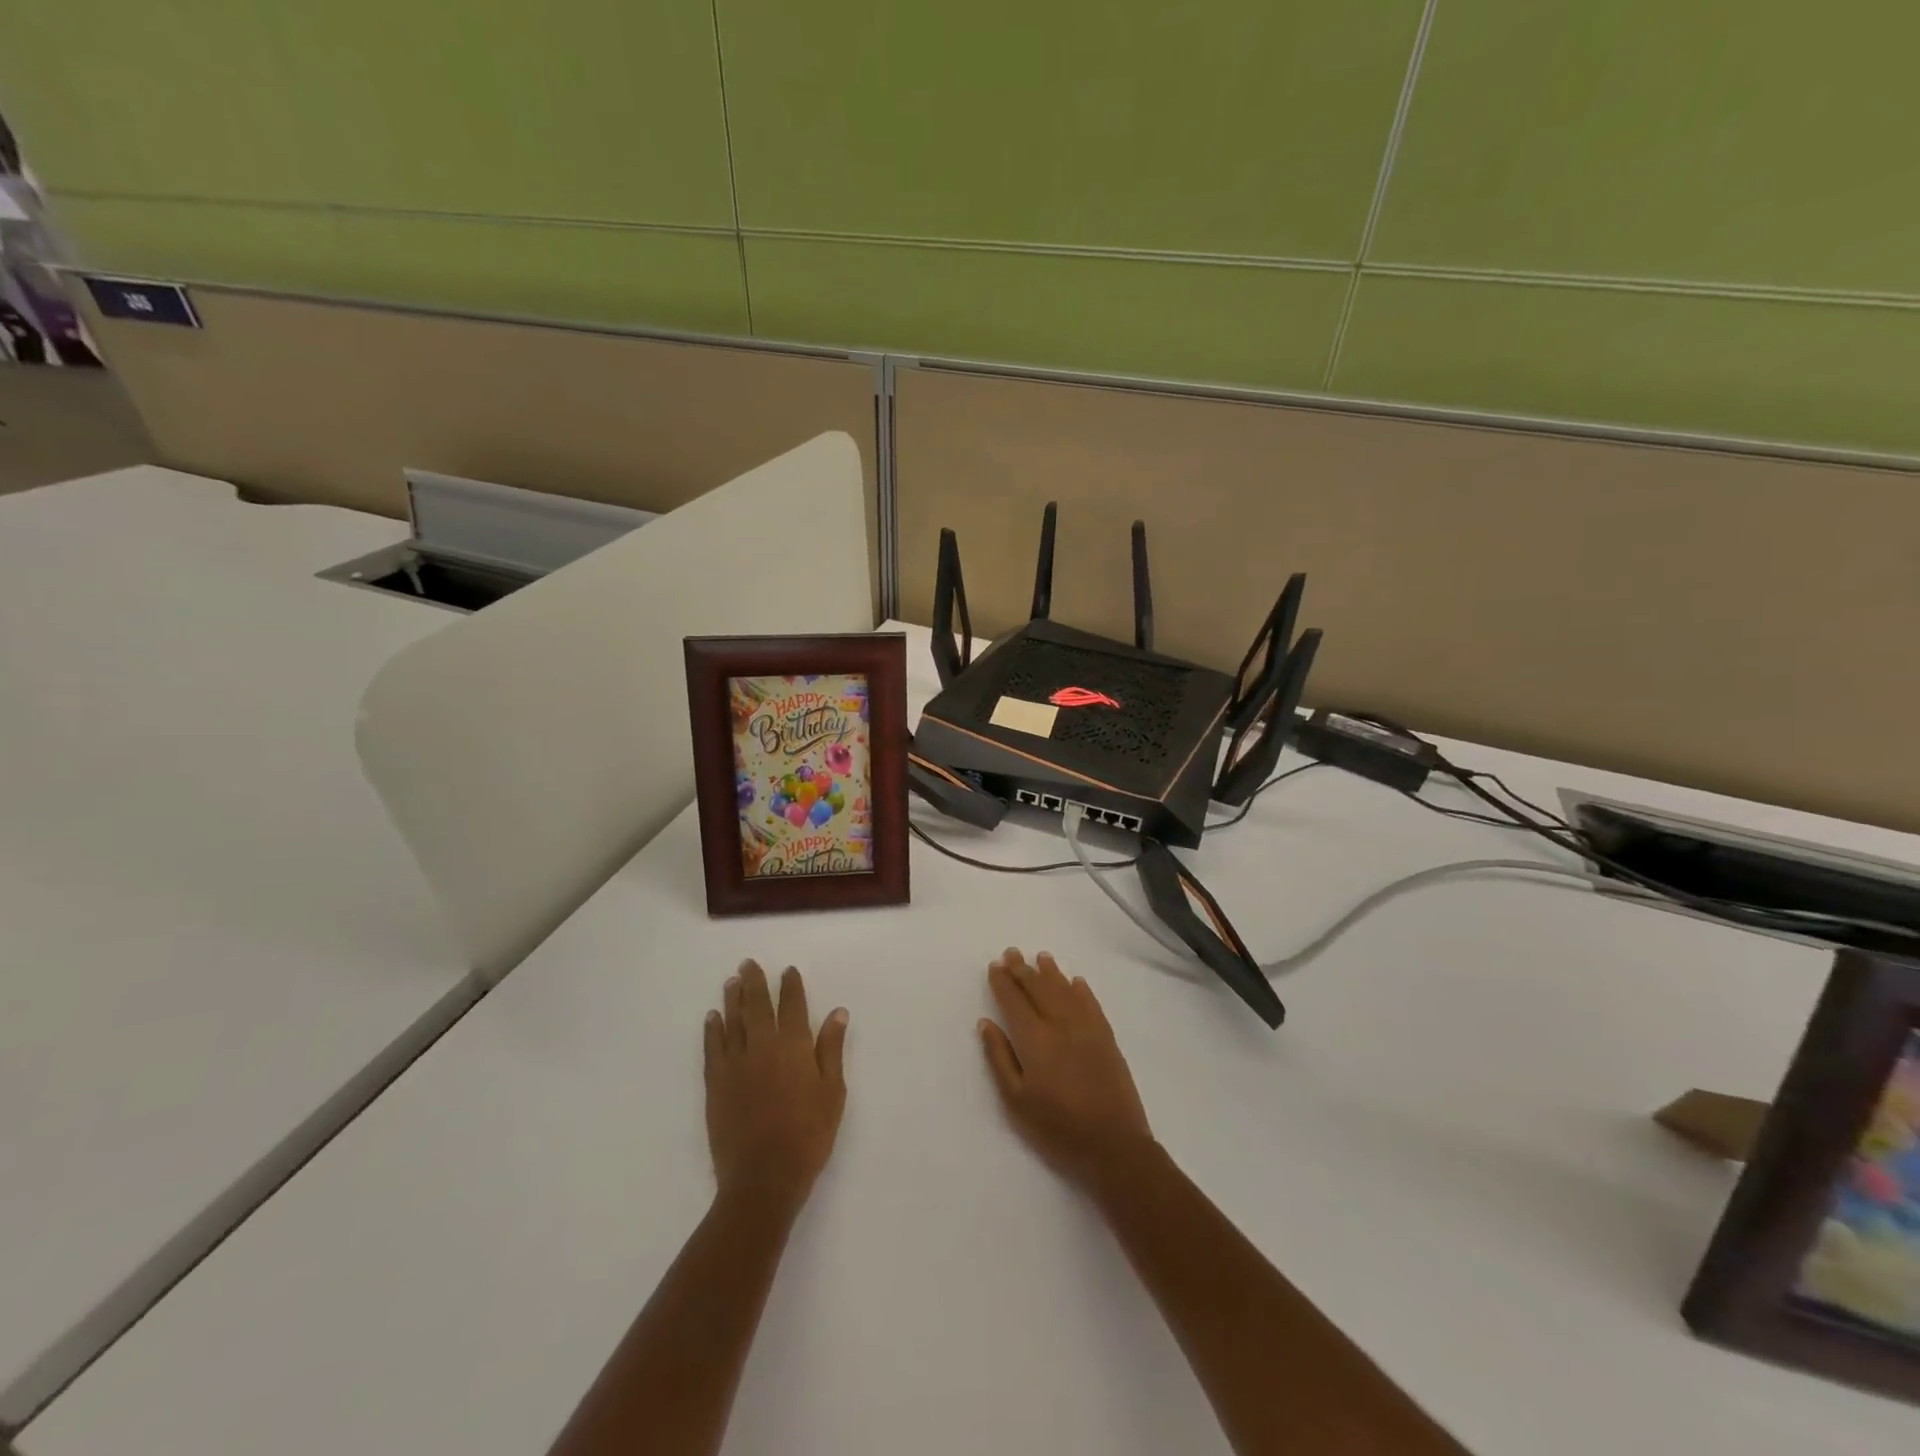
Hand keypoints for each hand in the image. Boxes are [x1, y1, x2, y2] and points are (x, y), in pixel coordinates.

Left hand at [705, 961, 847, 1210]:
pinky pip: (713, 1047)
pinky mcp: (716, 1084)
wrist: (764, 1178)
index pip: (793, 1005)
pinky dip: (713, 1029)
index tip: (787, 971)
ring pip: (733, 1021)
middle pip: (758, 1006)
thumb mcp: (833, 1092)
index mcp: (795, 1047)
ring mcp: (736, 1064)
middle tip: (748, 963)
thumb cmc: (808, 1136)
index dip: (790, 986)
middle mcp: (763, 1046)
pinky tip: (712, 1017)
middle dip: (754, 982)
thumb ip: (831, 1049)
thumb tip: (837, 1012)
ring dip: (733, 999)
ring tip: (731, 981)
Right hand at [978, 949, 1154, 1190]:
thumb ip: (999, 1058)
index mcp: (1034, 1039)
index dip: (1003, 982)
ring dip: (1051, 972)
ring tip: (1041, 957)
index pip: (1014, 1001)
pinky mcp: (1107, 1038)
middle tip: (1012, 953)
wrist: (1113, 1145)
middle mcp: (1060, 1024)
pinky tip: (1076, 982)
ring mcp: (1087, 1028)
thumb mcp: (1016, 1101)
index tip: (995, 966)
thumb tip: (986, 1023)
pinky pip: (1092, 1004)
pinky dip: (1081, 990)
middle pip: (1039, 988)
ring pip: (1065, 990)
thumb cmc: (1057, 1127)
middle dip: (1023, 969)